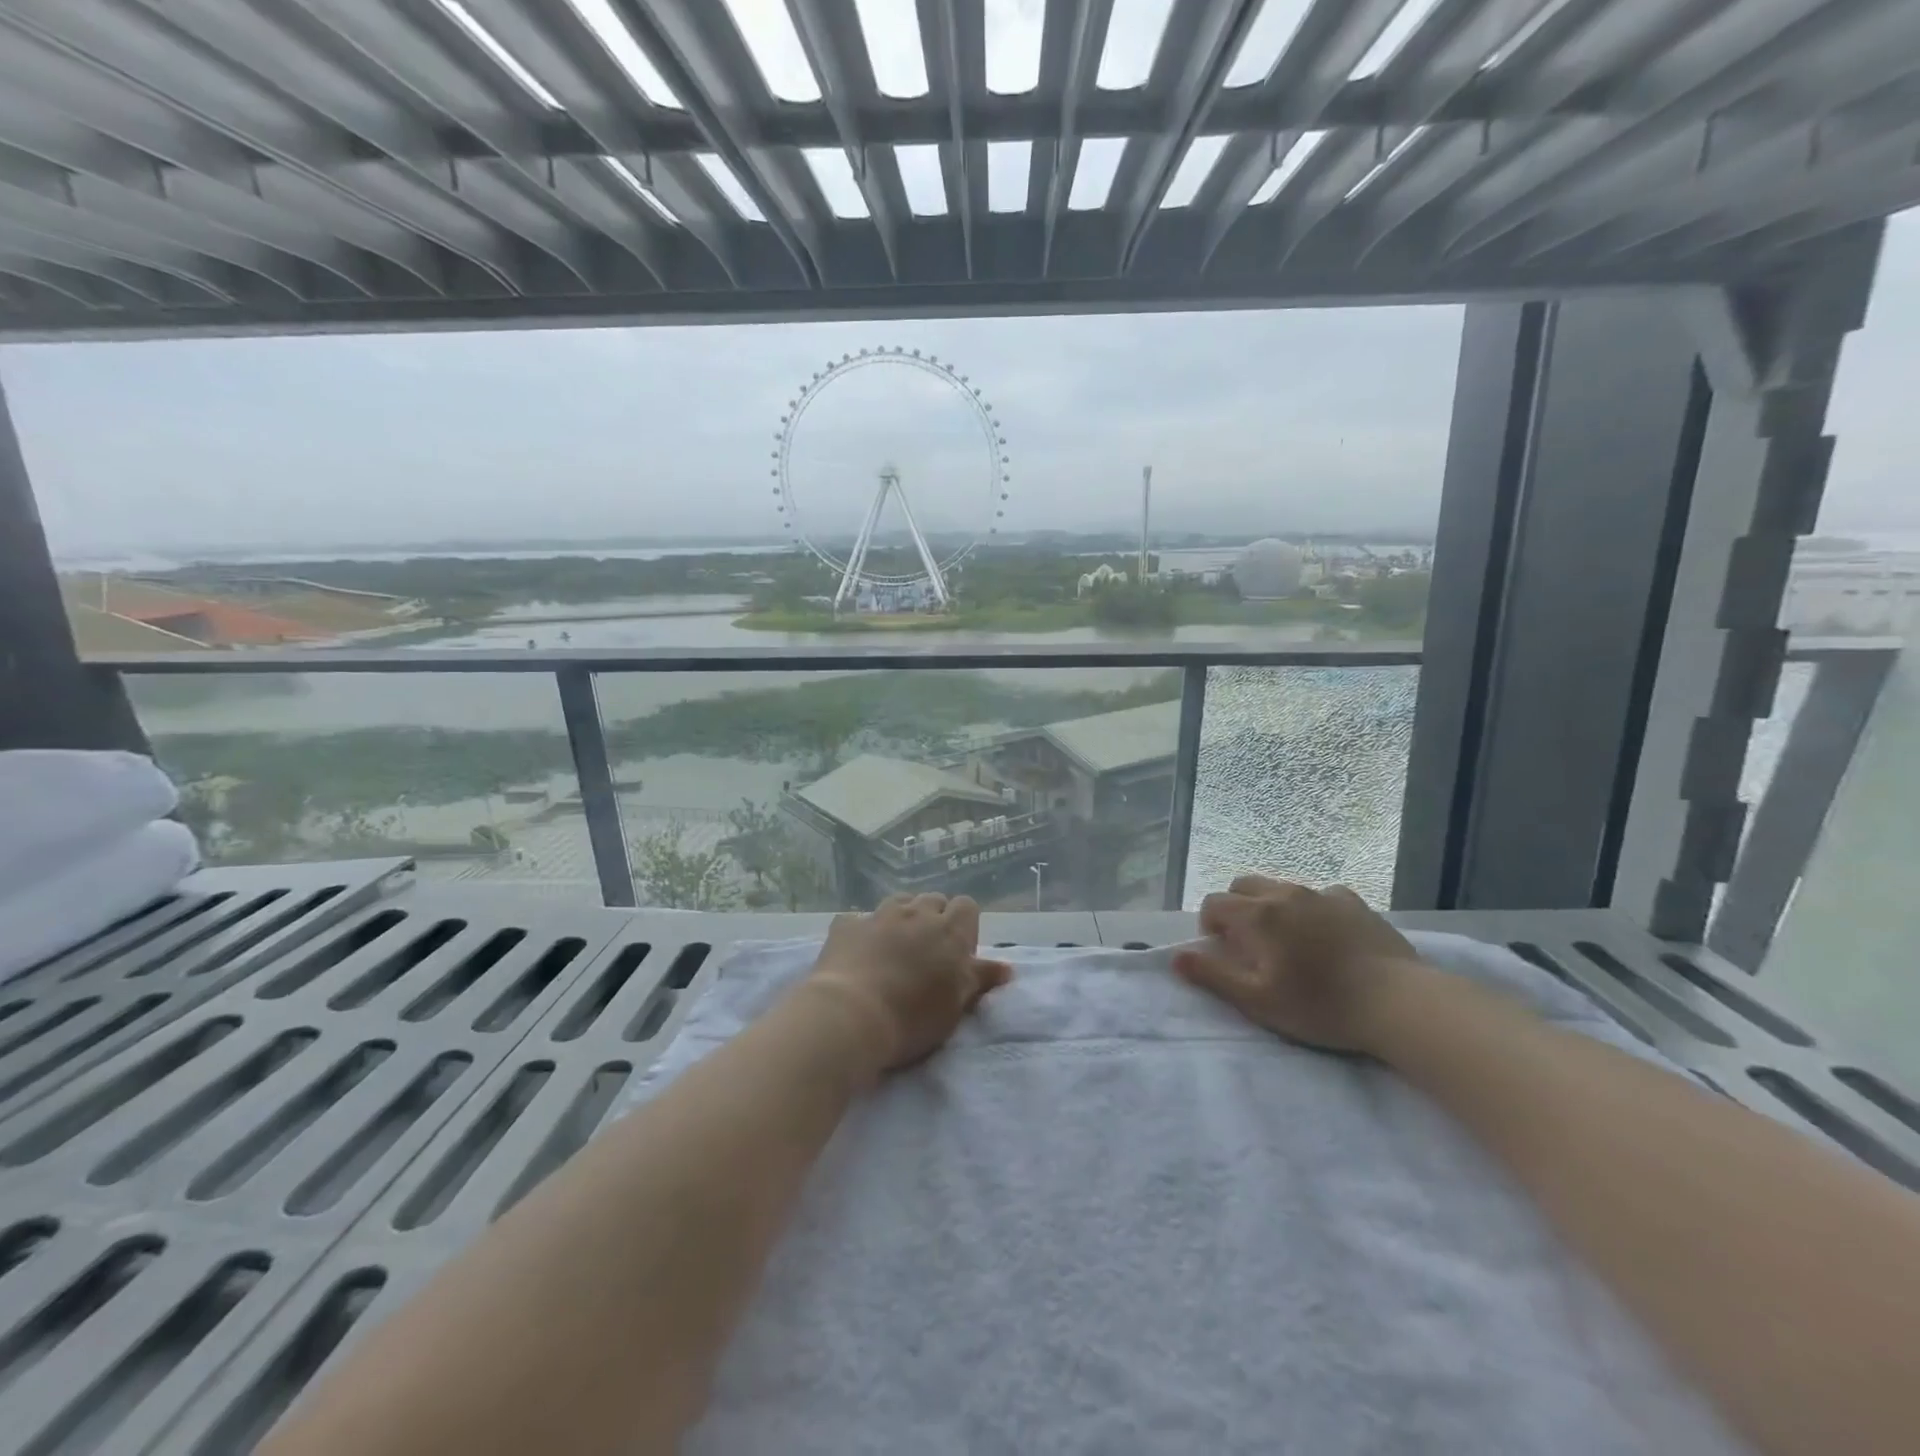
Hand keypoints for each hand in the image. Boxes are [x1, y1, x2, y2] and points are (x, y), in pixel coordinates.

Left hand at [805, 893, 1012, 1071]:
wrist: (850, 1016)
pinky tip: (859, 951)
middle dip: (934, 918)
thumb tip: (1007, 967)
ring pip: (899, 902)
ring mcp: (879, 915)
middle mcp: (916, 914)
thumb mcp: (955, 1005)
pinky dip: (864, 931)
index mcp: (949, 931)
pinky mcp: (846, 925)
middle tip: (927, 952)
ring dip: (902, 918)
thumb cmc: (912, 1017)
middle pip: (933, 900)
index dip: (965, 925)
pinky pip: (860, 919)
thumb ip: (980, 980)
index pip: (967, 906)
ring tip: (895, 947)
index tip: (958, 953)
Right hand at [1172, 874, 1425, 1053]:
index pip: (1214, 904)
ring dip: (1270, 906)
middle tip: (1249, 945)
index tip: (1224, 953)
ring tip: (1287, 942)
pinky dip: (1311, 908)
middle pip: (1243, 885)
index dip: (1210, 926)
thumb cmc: (1320, 1005)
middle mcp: (1284, 893)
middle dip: (1235, 908)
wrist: (1399, 1002)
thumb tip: (1176, 956)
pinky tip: (1325, 935)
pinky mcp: (1354, 902)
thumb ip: (1213, 975)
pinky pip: (1320, 895)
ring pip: (1280, 886)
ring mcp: (1322, 894)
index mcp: (1257, 915)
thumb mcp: (1258, 1000)